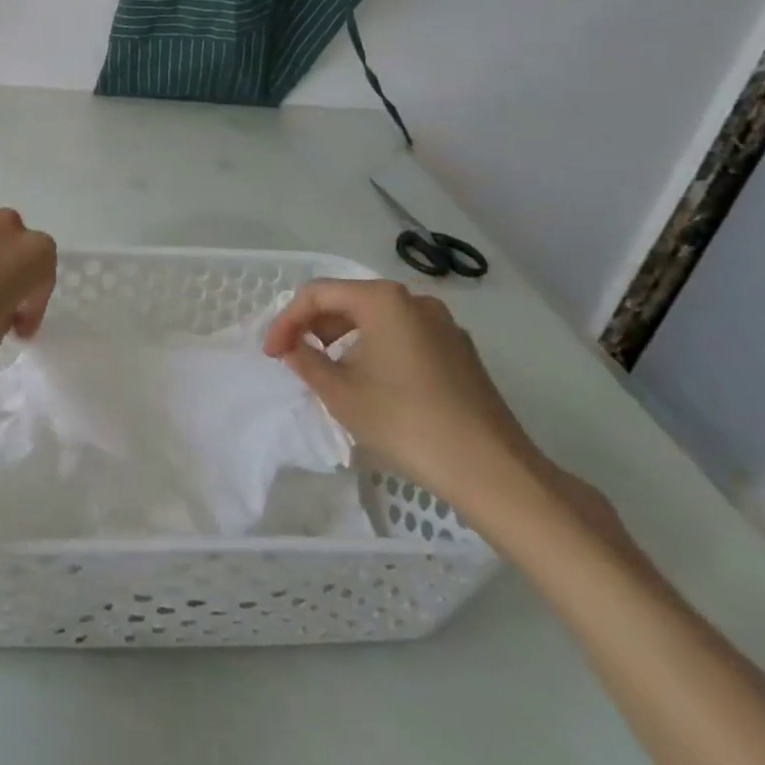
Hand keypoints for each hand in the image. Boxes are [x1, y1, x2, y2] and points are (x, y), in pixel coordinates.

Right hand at [263, 279, 545, 508]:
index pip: (317, 294)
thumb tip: (294, 348)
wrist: (492, 470)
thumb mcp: (341, 393)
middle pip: (348, 300)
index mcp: (383, 300)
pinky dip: (376, 348)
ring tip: (328, 371)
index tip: (272, 353)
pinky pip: (403, 335)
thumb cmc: (405, 423)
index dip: (287, 321)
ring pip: (377, 318)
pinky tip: (370, 381)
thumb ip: (306, 362)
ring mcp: (443, 324)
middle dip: (314, 326)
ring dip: (344, 338)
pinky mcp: (459, 351)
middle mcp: (414, 300)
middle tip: (295, 358)